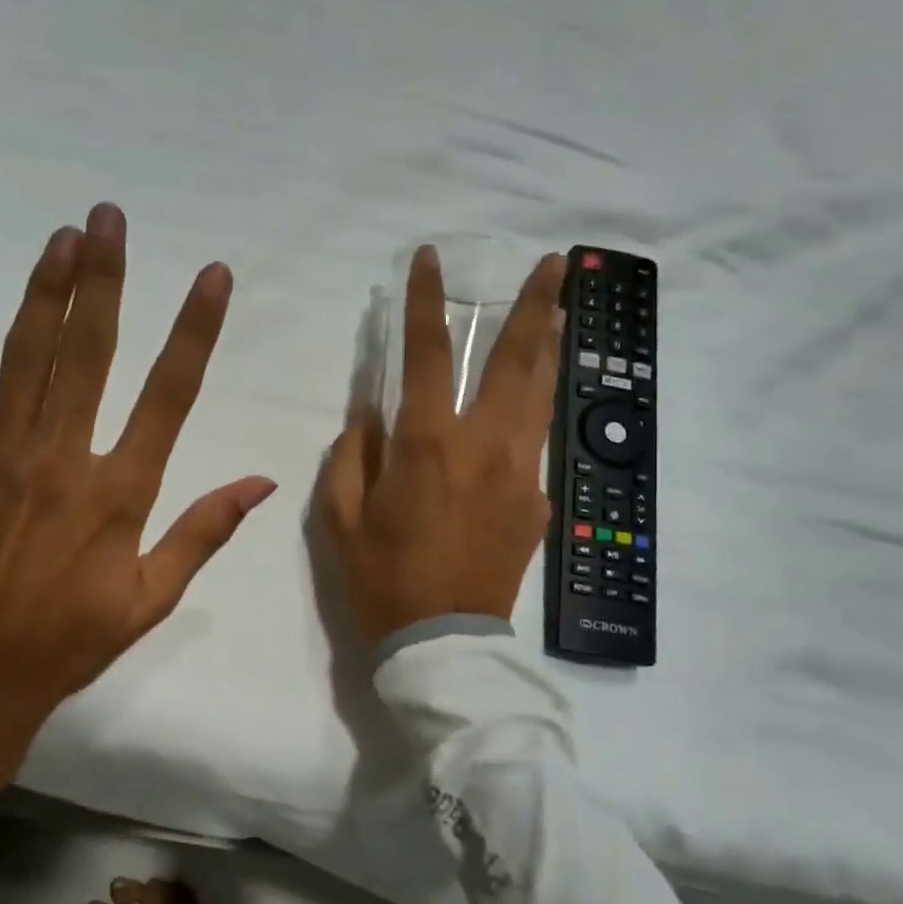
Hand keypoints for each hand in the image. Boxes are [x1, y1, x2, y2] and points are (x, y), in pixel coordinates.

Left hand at [0, 205, 275, 848]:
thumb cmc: (66, 643)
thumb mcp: (150, 600)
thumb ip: (203, 533)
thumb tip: (261, 480)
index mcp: (119, 491)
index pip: (169, 392)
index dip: (194, 328)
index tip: (212, 274)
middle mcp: (61, 456)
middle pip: (90, 350)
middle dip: (106, 277)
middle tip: (109, 216)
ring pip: (24, 354)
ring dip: (45, 290)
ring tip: (62, 237)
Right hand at [319, 244, 566, 646]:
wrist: (442, 643)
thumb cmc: (381, 579)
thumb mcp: (339, 519)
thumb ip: (352, 455)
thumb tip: (370, 412)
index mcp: (428, 446)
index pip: (429, 355)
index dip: (427, 301)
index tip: (429, 259)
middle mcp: (485, 447)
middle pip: (518, 362)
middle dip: (537, 306)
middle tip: (557, 264)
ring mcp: (521, 474)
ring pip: (542, 395)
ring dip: (551, 347)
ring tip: (563, 309)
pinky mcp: (538, 503)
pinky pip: (533, 444)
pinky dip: (531, 411)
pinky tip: (527, 402)